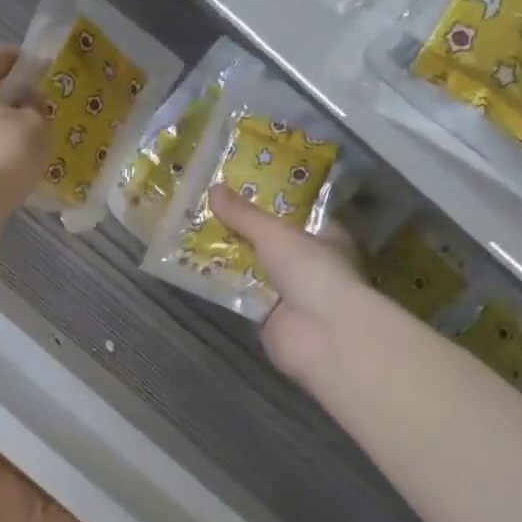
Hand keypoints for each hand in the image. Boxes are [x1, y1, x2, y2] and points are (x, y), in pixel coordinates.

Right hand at [209, 185, 367, 385]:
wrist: (322, 334)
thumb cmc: (312, 271)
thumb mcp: (276, 234)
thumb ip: (245, 215)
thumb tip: (214, 188)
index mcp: (327, 238)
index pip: (300, 215)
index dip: (274, 203)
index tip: (243, 188)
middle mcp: (311, 265)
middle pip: (273, 243)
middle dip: (244, 230)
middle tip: (208, 208)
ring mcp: (291, 294)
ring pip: (255, 270)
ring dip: (230, 257)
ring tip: (194, 232)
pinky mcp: (270, 319)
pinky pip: (242, 296)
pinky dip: (224, 285)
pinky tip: (196, 268)